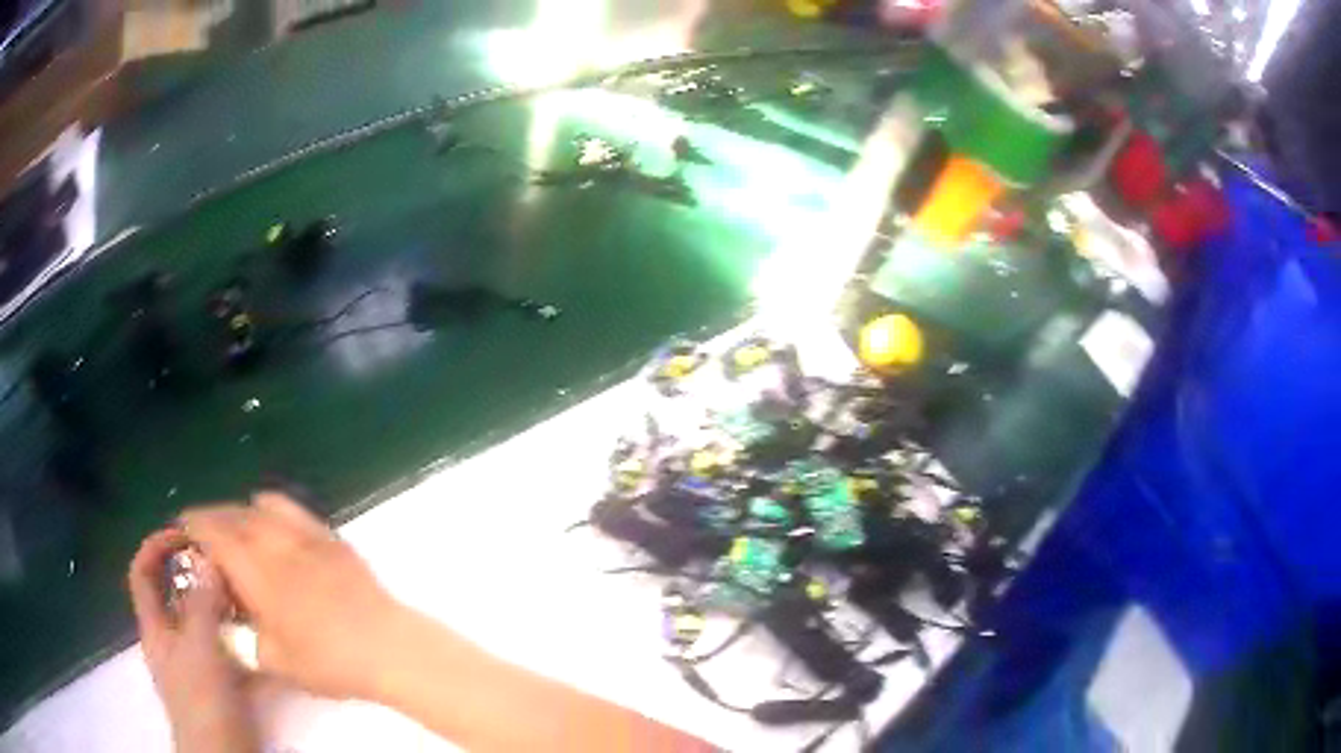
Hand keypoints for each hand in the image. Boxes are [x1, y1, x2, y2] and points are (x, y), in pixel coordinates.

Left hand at [128, 530, 258, 752]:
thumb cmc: (202, 702)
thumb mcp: (199, 650)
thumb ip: (202, 605)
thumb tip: (207, 558)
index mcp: (156, 628)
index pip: (143, 574)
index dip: (156, 547)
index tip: (184, 533)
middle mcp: (172, 641)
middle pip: (176, 595)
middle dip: (196, 574)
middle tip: (225, 561)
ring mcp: (198, 663)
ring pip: (205, 622)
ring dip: (222, 604)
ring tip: (248, 591)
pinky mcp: (222, 682)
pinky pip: (228, 648)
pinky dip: (241, 636)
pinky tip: (261, 631)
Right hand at [180, 492, 408, 700]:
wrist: (387, 646)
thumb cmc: (328, 660)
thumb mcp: (274, 661)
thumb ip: (242, 640)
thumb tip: (227, 626)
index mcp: (255, 569)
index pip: (214, 534)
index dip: (194, 526)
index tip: (182, 527)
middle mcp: (275, 541)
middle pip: (234, 515)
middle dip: (212, 517)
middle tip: (201, 528)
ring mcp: (305, 535)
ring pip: (261, 507)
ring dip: (238, 510)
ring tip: (231, 524)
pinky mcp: (330, 537)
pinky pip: (292, 509)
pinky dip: (271, 507)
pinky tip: (269, 516)